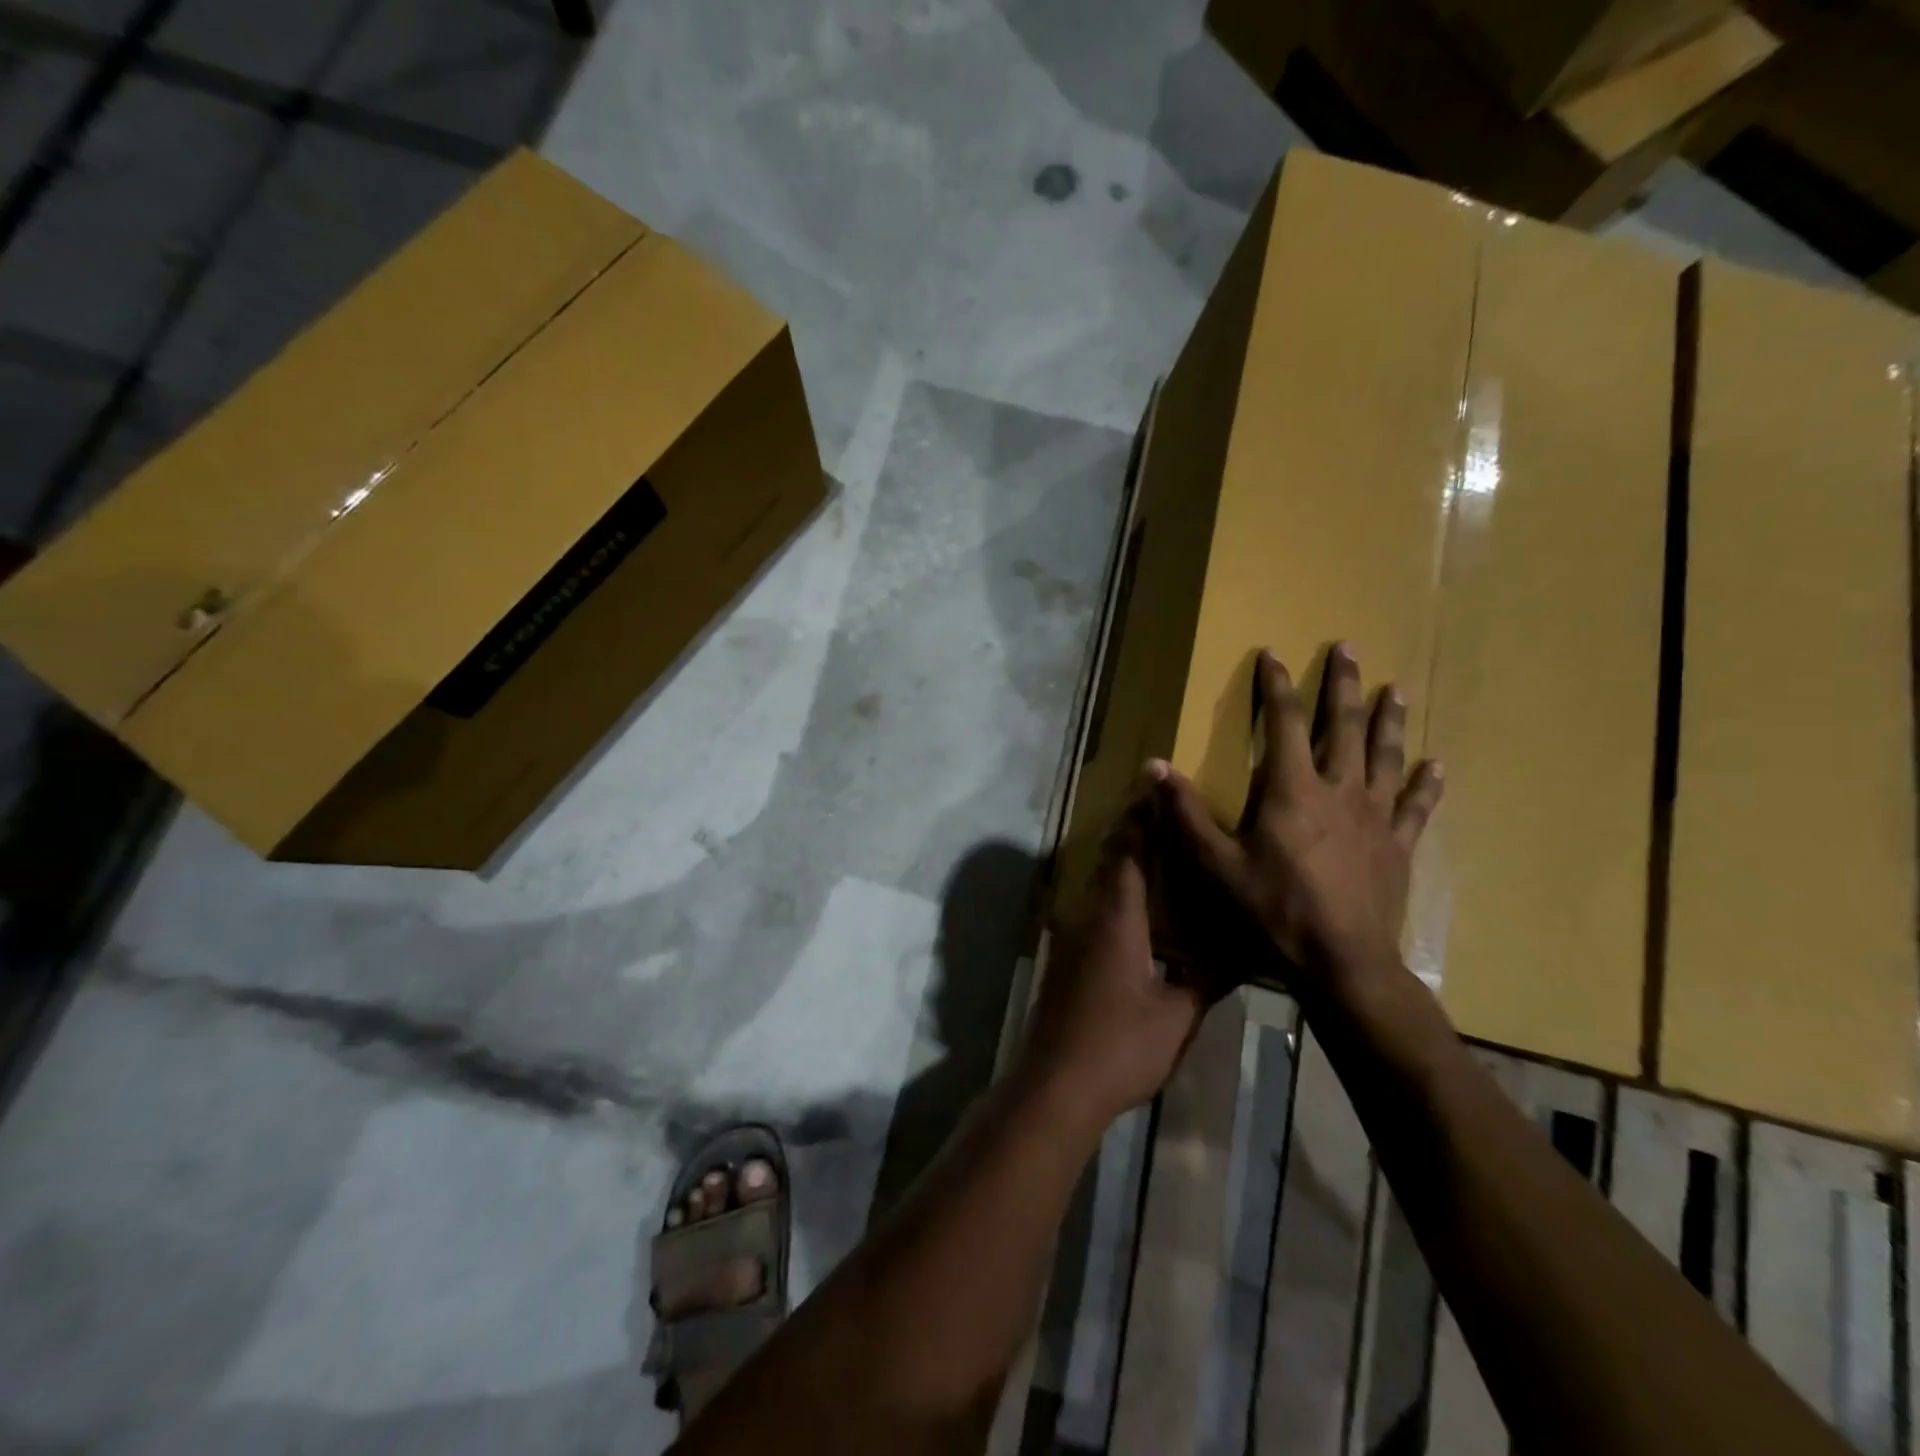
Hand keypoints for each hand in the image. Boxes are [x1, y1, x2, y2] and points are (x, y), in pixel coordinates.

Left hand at [1018, 805, 1213, 1124]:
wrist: (1056, 1084)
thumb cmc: (1120, 1045)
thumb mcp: (1177, 1015)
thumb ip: (1206, 978)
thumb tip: (1243, 951)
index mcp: (1117, 919)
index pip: (1128, 853)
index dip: (1140, 819)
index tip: (1153, 789)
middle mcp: (1088, 918)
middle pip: (1108, 863)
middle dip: (1132, 835)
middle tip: (1163, 817)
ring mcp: (1071, 939)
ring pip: (1097, 887)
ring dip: (1122, 866)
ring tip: (1158, 858)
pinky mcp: (1065, 961)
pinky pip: (1092, 912)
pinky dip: (1114, 897)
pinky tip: (1138, 916)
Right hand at [1154, 645, 1442, 981]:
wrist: (1344, 962)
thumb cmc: (1274, 910)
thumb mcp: (1216, 864)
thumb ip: (1184, 813)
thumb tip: (1152, 766)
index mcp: (1293, 789)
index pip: (1284, 723)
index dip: (1277, 686)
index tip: (1273, 654)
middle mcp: (1339, 790)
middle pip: (1344, 726)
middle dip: (1343, 685)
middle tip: (1349, 648)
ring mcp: (1375, 816)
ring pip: (1384, 755)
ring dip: (1388, 720)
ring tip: (1396, 689)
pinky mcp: (1398, 845)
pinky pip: (1415, 806)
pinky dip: (1425, 783)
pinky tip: (1437, 765)